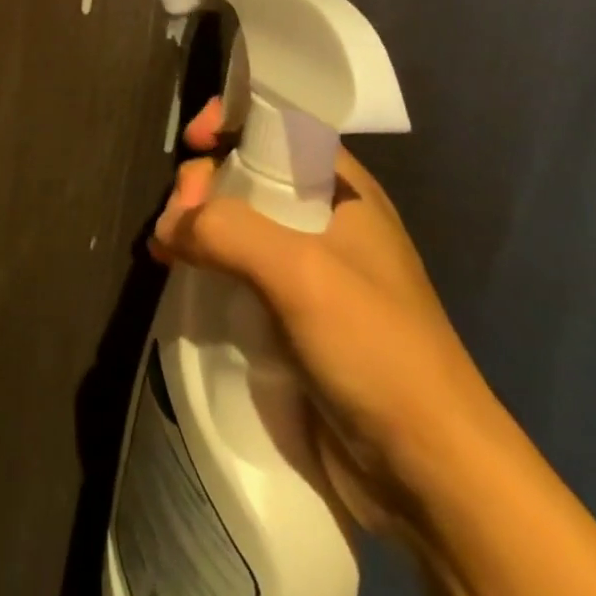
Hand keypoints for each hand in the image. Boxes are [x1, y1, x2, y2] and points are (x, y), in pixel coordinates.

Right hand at [151, 99, 489, 542]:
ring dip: (197, 224)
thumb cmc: (376, 348)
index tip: (193, 139)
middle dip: (205, 180)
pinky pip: (236, 270)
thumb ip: (229, 230)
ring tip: (166, 247)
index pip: (281, 126)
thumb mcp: (302, 272)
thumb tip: (168, 225)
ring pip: (237, 222)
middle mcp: (324, 220)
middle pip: (248, 172)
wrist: (429, 476)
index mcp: (342, 190)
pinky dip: (203, 264)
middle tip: (178, 216)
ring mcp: (306, 271)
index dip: (235, 119)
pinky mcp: (289, 317)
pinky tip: (174, 272)